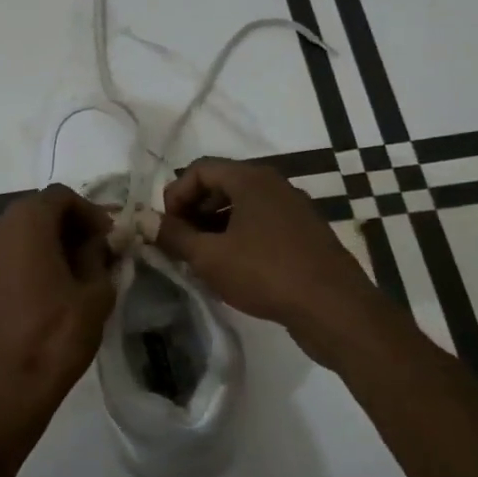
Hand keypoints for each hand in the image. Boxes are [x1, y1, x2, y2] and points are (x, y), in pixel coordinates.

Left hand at [0, 185, 115, 436]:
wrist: (7, 387)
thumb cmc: (56, 336)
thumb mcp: (95, 293)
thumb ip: (99, 257)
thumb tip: (98, 243)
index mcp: (26, 223)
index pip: (62, 196)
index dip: (90, 212)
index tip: (109, 238)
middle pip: (40, 210)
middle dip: (71, 224)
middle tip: (99, 252)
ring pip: (24, 232)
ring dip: (52, 241)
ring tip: (80, 270)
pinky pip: (11, 253)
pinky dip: (33, 257)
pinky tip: (54, 286)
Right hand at [155, 158, 376, 357]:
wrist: (334, 308)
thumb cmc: (265, 273)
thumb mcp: (209, 256)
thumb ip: (173, 235)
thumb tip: (143, 221)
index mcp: (252, 179)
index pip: (200, 168)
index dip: (175, 194)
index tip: (166, 227)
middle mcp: (275, 185)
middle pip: (221, 185)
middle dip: (193, 211)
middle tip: (179, 243)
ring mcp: (293, 209)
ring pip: (242, 207)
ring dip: (214, 227)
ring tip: (200, 259)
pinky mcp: (304, 235)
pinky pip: (261, 225)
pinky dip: (238, 238)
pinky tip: (231, 269)